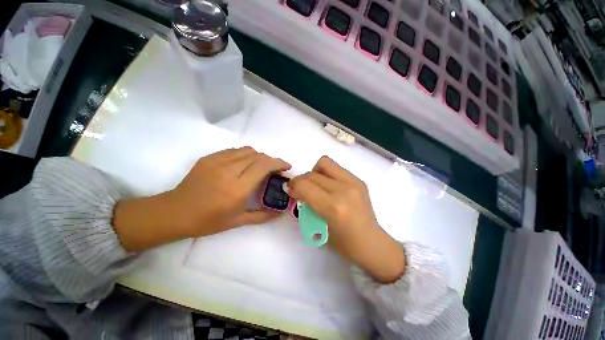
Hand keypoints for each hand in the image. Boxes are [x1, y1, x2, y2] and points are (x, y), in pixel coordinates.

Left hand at [113, 147, 290, 250]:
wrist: (174, 212)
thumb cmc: (207, 221)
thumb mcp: (237, 222)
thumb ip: (262, 215)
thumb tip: (280, 212)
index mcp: (237, 188)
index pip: (264, 166)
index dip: (278, 163)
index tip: (287, 167)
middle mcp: (229, 171)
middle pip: (258, 156)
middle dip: (271, 160)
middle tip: (276, 169)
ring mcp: (217, 161)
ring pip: (247, 150)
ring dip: (259, 156)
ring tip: (261, 166)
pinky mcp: (209, 158)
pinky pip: (234, 151)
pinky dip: (245, 155)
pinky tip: (245, 164)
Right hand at [287, 156, 404, 283]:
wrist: (372, 243)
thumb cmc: (344, 244)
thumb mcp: (319, 228)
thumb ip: (307, 206)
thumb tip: (296, 190)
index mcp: (333, 207)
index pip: (304, 186)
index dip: (292, 186)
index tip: (290, 190)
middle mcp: (343, 190)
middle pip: (312, 174)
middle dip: (300, 180)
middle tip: (300, 190)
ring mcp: (353, 182)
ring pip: (324, 163)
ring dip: (315, 172)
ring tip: (316, 185)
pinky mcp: (359, 180)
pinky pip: (336, 168)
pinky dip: (327, 174)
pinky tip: (330, 186)